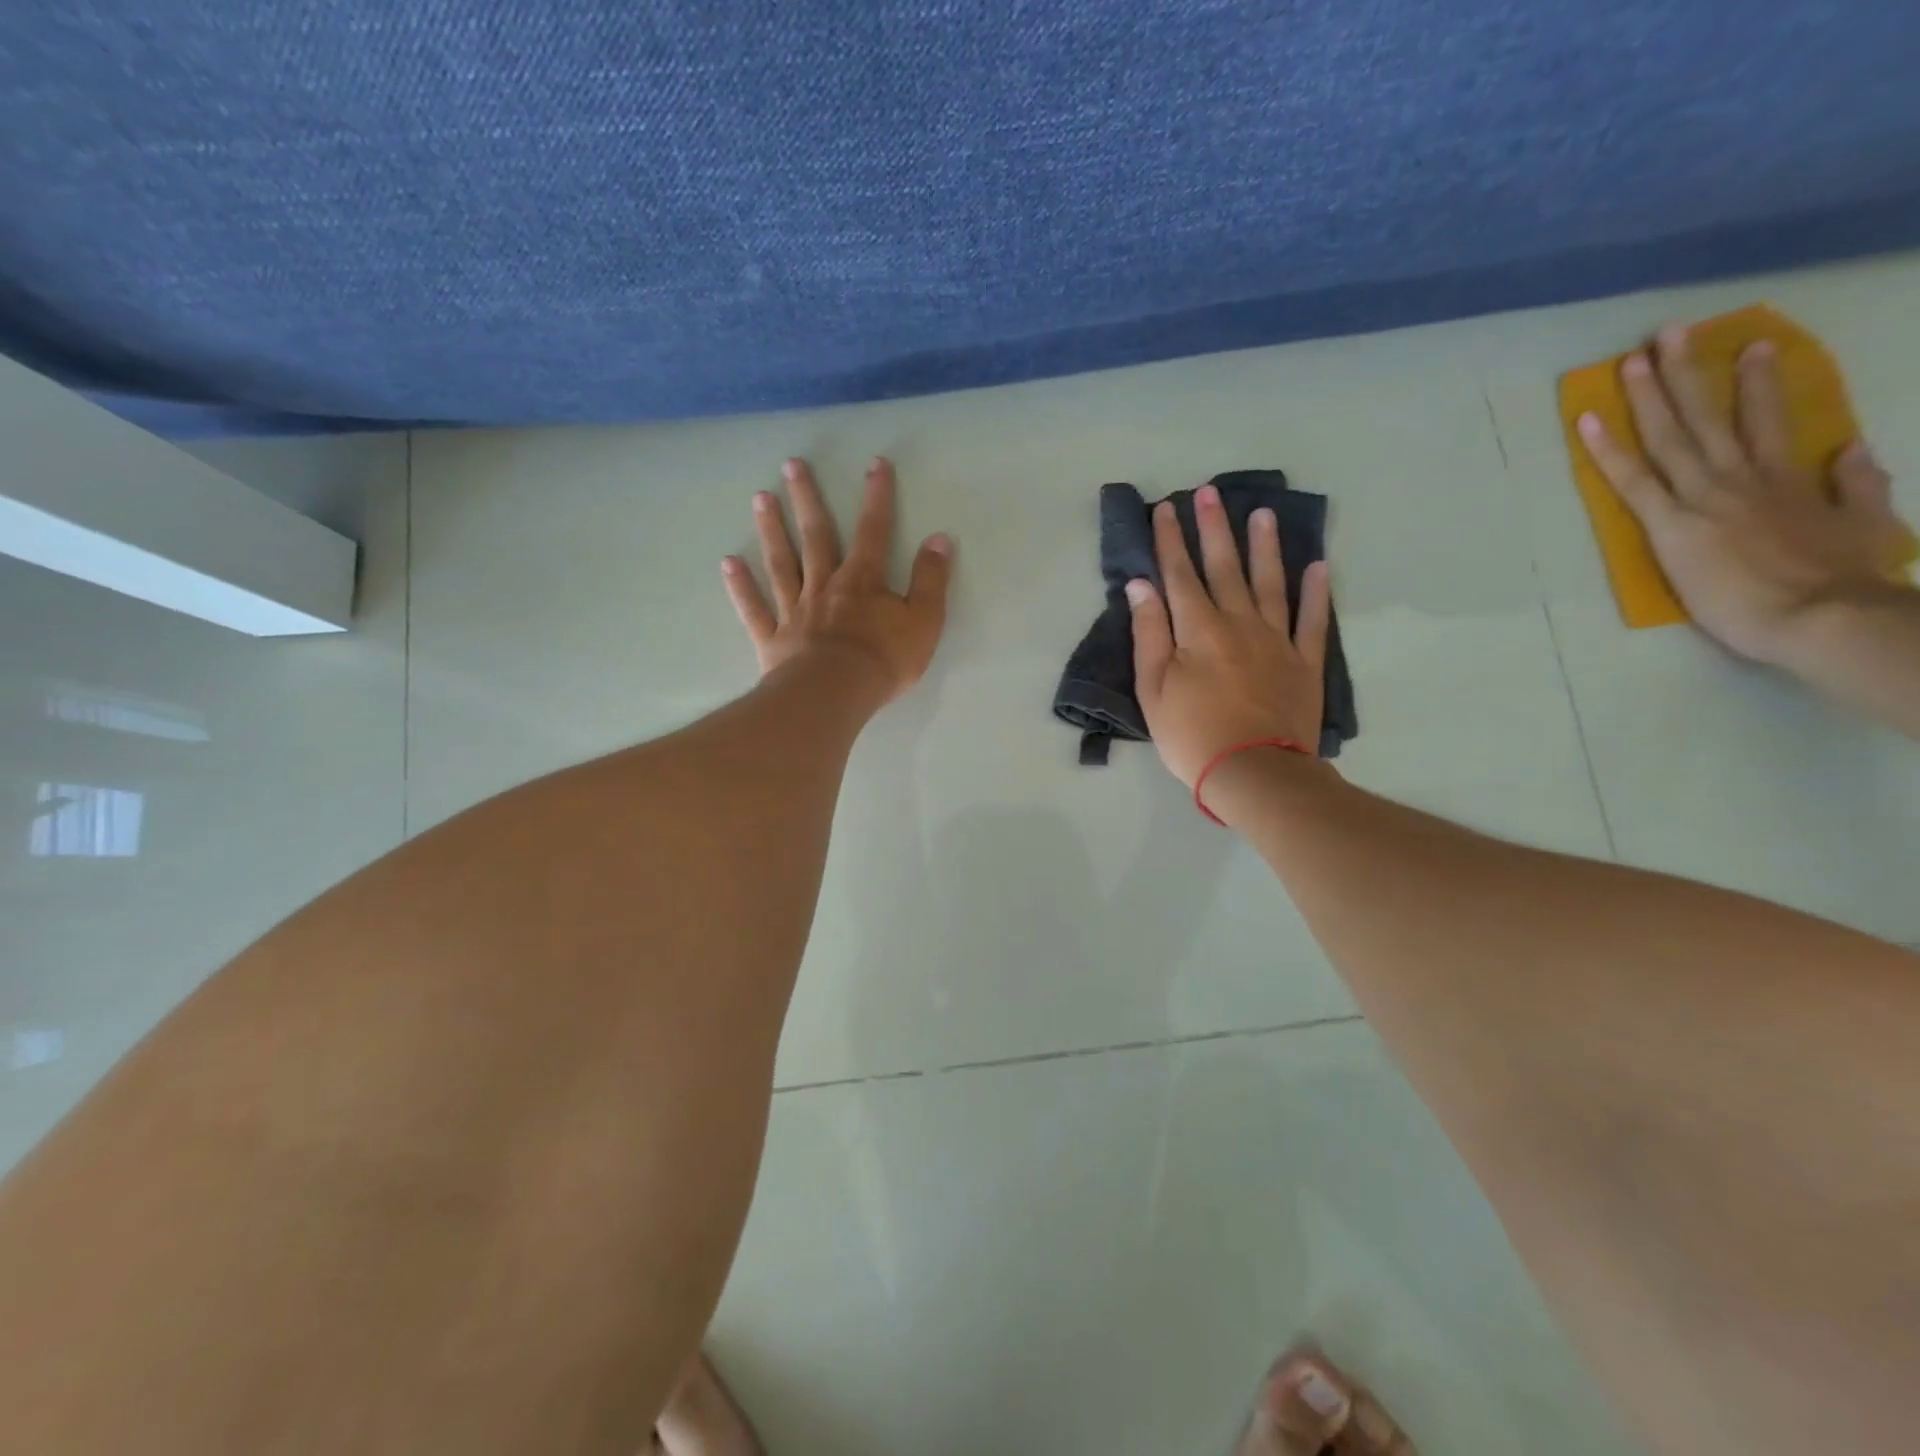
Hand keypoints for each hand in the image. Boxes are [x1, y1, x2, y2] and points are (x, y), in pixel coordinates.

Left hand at [722, 457, 953, 703]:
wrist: (835, 694)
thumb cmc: (883, 660)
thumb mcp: (924, 621)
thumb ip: (931, 581)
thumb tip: (939, 539)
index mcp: (863, 581)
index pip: (874, 530)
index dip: (877, 496)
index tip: (875, 463)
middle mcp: (824, 585)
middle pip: (815, 535)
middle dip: (806, 498)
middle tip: (791, 465)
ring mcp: (795, 610)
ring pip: (781, 563)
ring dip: (771, 530)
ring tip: (760, 498)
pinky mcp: (773, 638)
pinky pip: (755, 608)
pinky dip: (741, 586)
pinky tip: (728, 563)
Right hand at [1127, 483, 1331, 787]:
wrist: (1254, 771)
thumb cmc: (1191, 734)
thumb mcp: (1153, 689)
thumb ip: (1149, 633)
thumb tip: (1141, 585)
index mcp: (1198, 629)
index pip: (1179, 574)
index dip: (1170, 540)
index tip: (1165, 508)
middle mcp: (1239, 622)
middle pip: (1224, 567)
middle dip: (1212, 528)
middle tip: (1209, 493)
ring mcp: (1276, 640)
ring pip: (1270, 582)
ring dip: (1264, 546)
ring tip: (1262, 513)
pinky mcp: (1304, 662)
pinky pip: (1312, 619)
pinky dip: (1317, 592)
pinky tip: (1320, 566)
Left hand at [1578, 322, 1911, 665]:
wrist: (1819, 614)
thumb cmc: (1840, 578)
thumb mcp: (1867, 521)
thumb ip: (1857, 482)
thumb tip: (1852, 446)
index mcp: (1787, 477)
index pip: (1768, 418)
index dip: (1758, 382)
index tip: (1751, 346)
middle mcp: (1742, 476)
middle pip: (1709, 414)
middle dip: (1688, 370)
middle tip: (1669, 332)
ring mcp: (1703, 496)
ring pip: (1670, 435)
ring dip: (1648, 394)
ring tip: (1631, 359)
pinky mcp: (1670, 524)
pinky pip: (1632, 479)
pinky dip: (1606, 450)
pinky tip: (1586, 423)